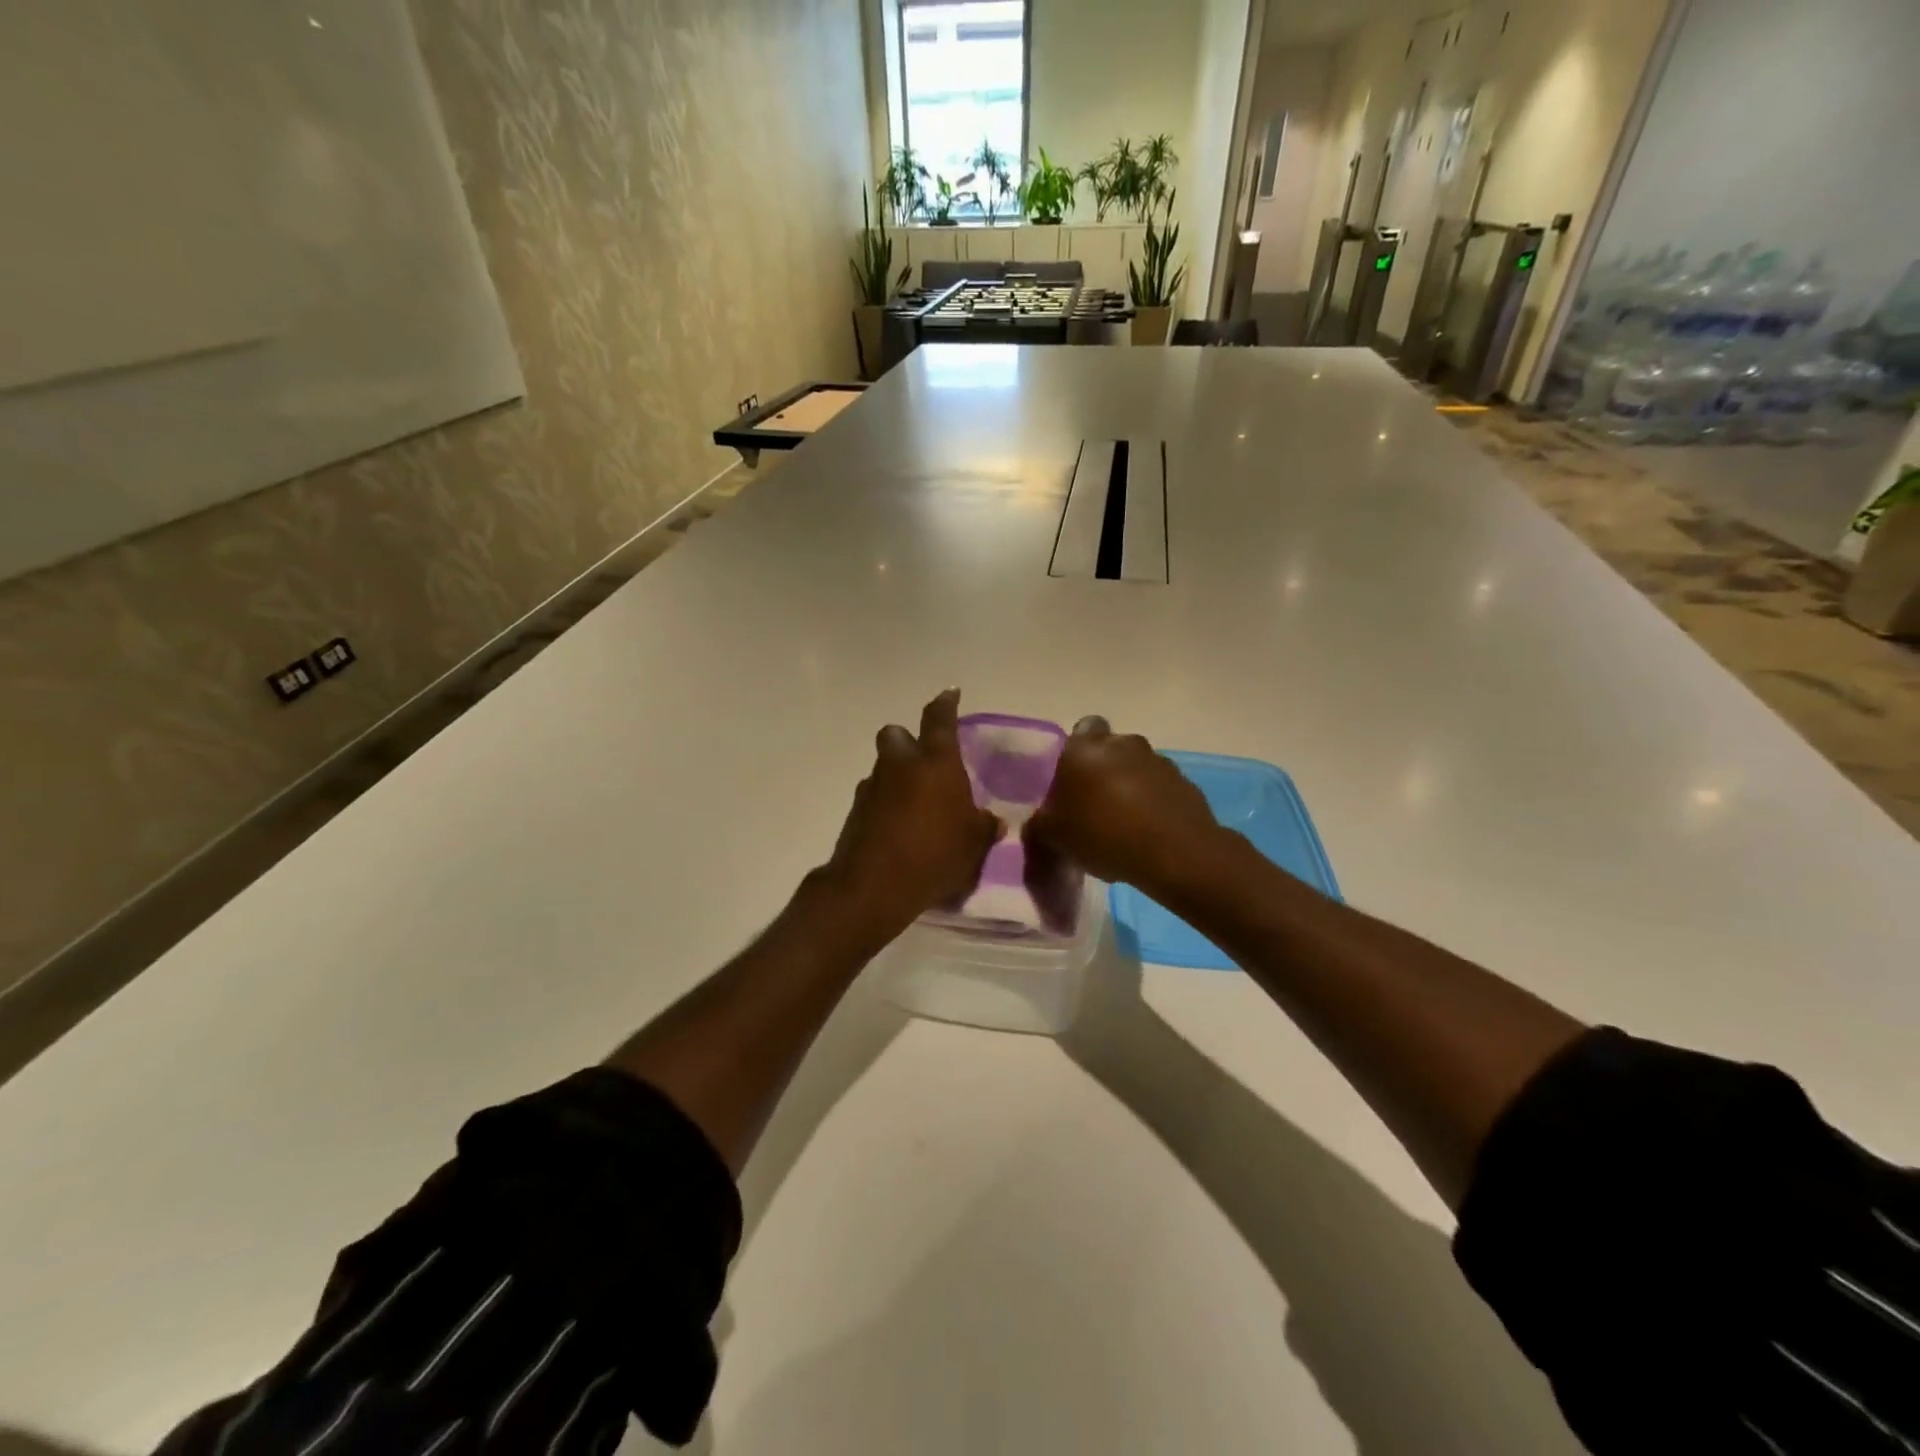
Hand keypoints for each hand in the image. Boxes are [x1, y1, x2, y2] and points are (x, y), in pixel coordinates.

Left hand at [825, 689, 1000, 938]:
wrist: (874, 885)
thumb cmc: (936, 855)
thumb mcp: (975, 844)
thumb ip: (985, 827)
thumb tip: (992, 821)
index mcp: (936, 762)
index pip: (939, 719)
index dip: (946, 703)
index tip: (950, 693)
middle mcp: (900, 765)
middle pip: (897, 734)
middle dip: (908, 740)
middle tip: (924, 761)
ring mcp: (873, 787)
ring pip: (883, 767)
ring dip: (896, 776)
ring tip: (915, 803)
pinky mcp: (855, 812)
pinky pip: (873, 796)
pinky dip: (885, 804)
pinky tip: (899, 828)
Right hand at [1024, 716, 1226, 902]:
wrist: (1174, 853)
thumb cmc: (1103, 834)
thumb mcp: (1053, 836)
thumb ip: (1038, 824)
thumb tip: (1037, 823)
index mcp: (1085, 748)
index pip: (1080, 730)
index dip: (1074, 753)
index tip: (1070, 782)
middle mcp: (1123, 743)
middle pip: (1108, 750)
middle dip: (1101, 771)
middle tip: (1092, 806)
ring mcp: (1158, 761)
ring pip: (1136, 769)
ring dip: (1128, 788)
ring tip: (1121, 826)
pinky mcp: (1185, 784)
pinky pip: (1160, 789)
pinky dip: (1152, 805)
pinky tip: (1146, 835)